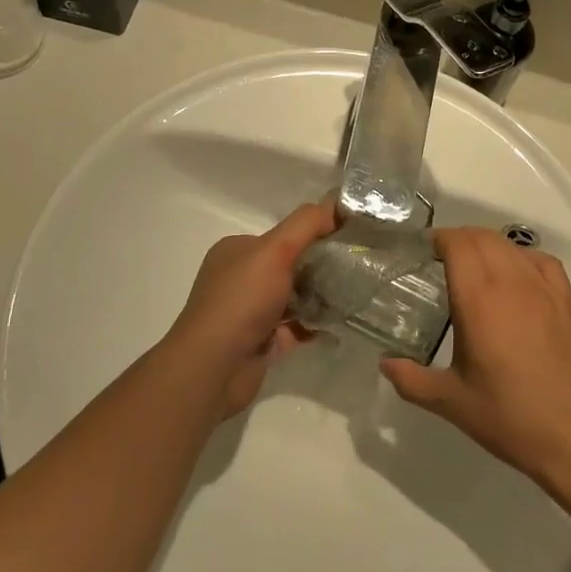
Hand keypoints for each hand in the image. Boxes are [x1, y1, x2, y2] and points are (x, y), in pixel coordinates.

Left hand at [167, 201, 337, 415]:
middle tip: (355, 270)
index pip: (280, 236)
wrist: (215, 367)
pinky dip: (315, 326)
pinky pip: (295, 328)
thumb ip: (307, 223)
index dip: (312, 235)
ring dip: (320, 298)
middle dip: (320, 269)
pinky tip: (340, 324)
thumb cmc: (242, 300)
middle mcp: (239, 279)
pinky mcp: (260, 342)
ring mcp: (249, 313)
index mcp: (236, 251)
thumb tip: (337, 204)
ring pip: (294, 298)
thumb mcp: (276, 249)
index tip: (346, 240)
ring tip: (355, 296)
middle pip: (289, 267)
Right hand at [380, 228, 570, 486]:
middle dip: (458, 239)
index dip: (439, 240)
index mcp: (478, 299)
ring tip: (475, 266)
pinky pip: (540, 259)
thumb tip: (385, 364)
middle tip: (442, 259)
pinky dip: (520, 257)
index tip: (424, 251)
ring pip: (510, 245)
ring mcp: (543, 287)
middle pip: (481, 237)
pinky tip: (515, 275)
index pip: (457, 244)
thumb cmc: (508, 415)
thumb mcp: (450, 401)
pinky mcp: (566, 299)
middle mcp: (510, 281)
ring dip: (487, 245)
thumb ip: (411, 379)